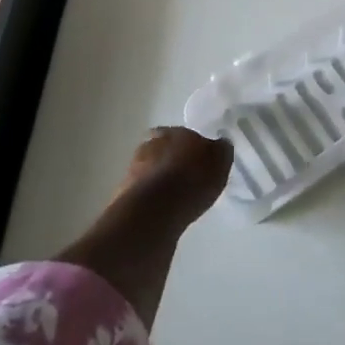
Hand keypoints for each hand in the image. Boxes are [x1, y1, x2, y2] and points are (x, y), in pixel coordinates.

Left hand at [116, 126, 233, 228]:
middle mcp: (150, 144)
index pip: (183, 134)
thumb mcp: (220, 161)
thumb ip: (221, 150)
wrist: (154, 210)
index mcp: (174, 131)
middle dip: (172, 161)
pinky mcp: (124, 194)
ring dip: (159, 180)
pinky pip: (143, 194)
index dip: (191, 148)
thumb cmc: (192, 179)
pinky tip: (163, 212)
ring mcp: (134, 168)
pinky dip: (151, 200)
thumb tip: (220, 144)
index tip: (199, 162)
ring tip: (174, 199)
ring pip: (150, 170)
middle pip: (163, 149)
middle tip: (186, 179)